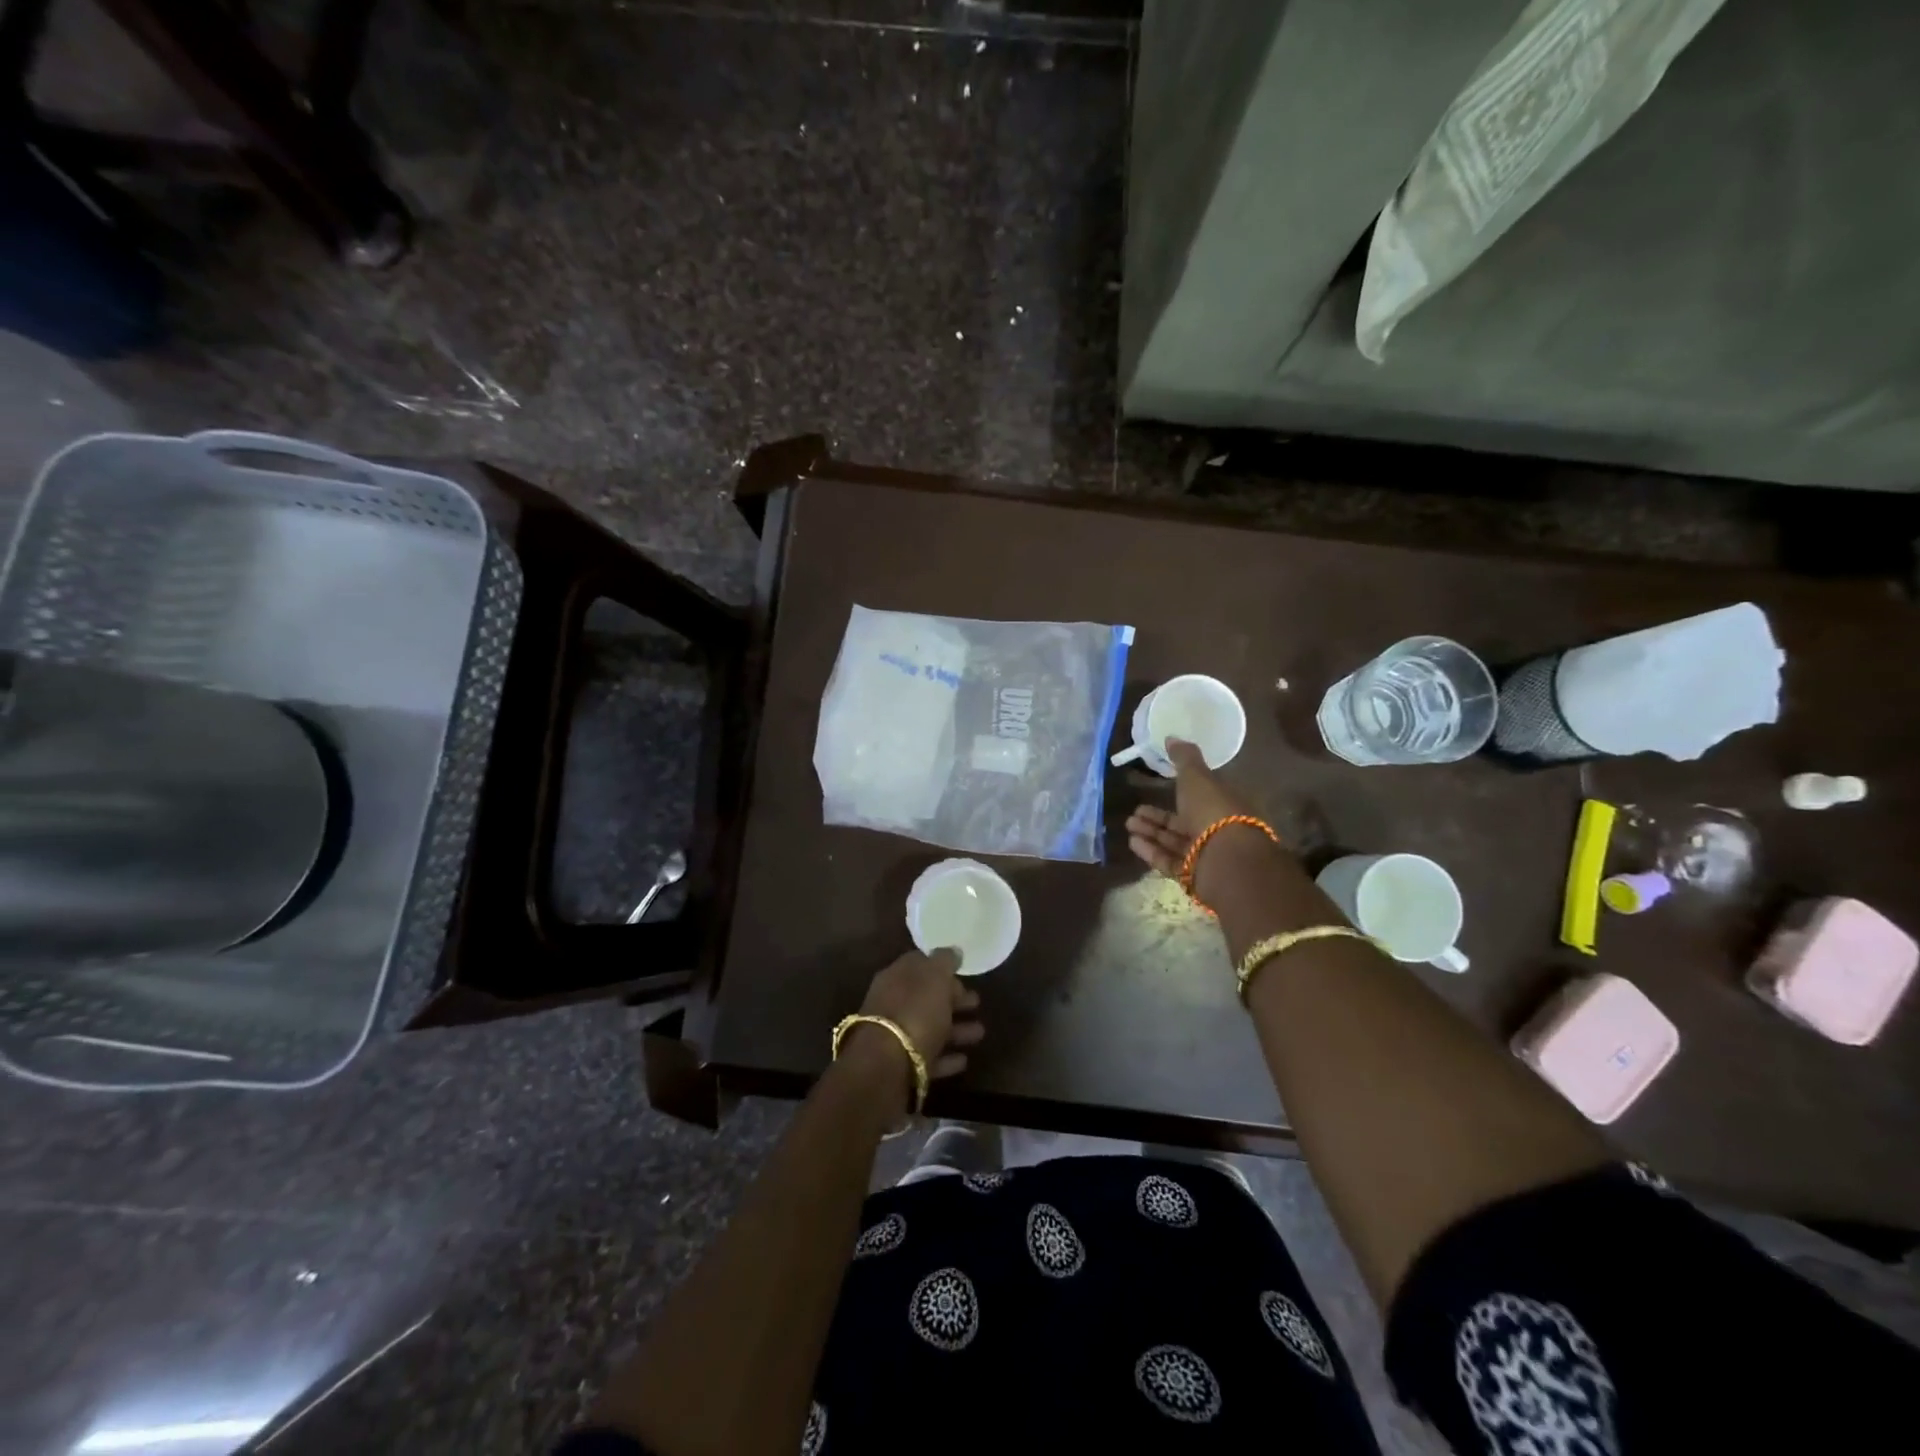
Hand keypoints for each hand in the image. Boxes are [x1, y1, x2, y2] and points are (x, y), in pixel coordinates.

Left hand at [850, 947, 984, 1086]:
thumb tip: (953, 950)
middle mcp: (892, 1002)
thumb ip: (945, 961)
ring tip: (980, 1032)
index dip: (943, 968)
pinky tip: (964, 1060)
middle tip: (977, 1002)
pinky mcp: (900, 1066)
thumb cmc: (915, 1009)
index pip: (920, 964)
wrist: (886, 1063)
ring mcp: (894, 1035)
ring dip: (955, 1029)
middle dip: (952, 999)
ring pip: (930, 1027)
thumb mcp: (935, 976)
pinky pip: (927, 1057)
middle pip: (926, 997)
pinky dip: (946, 1057)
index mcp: (897, 976)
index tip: (964, 973)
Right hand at [1125, 738, 1258, 876]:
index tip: (1153, 789)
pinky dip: (1151, 851)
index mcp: (1222, 804)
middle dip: (1157, 816)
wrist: (1226, 858)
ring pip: (1174, 842)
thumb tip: (1172, 737)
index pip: (1198, 798)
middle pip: (1182, 822)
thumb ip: (1184, 758)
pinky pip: (1170, 861)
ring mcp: (1205, 855)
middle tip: (1134, 811)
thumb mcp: (1197, 777)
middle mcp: (1216, 830)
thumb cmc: (1213, 811)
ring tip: (1128, 824)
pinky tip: (1133, 842)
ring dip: (1150, 832)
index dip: (1176, 793)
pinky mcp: (1194, 875)